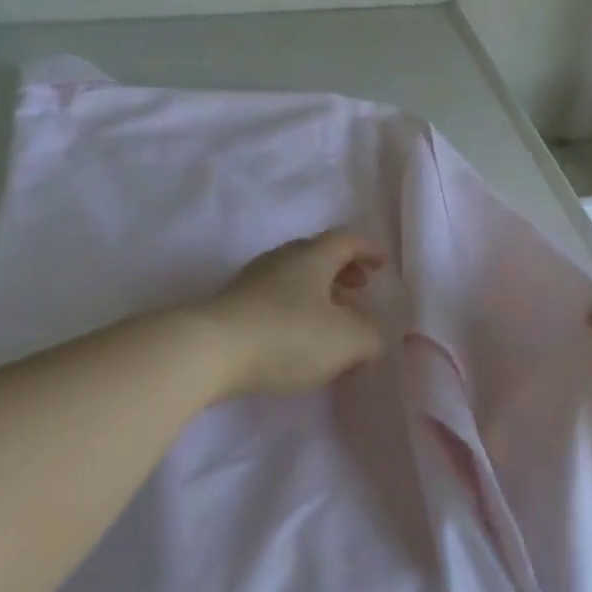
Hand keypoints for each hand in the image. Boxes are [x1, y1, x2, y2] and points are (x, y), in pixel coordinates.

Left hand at [205, 229, 387, 398]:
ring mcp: (252, 282)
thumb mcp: (347, 340)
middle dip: (342, 269)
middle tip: (360, 288)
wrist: (209, 351)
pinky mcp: (232, 308)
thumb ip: (372, 335)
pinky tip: (299, 337)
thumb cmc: (287, 335)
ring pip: (293, 277)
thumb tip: (375, 333)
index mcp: (312, 256)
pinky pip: (274, 299)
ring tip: (332, 318)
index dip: (368, 249)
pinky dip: (295, 309)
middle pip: (316, 254)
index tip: (383, 263)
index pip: (346, 240)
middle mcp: (281, 260)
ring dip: (318, 291)